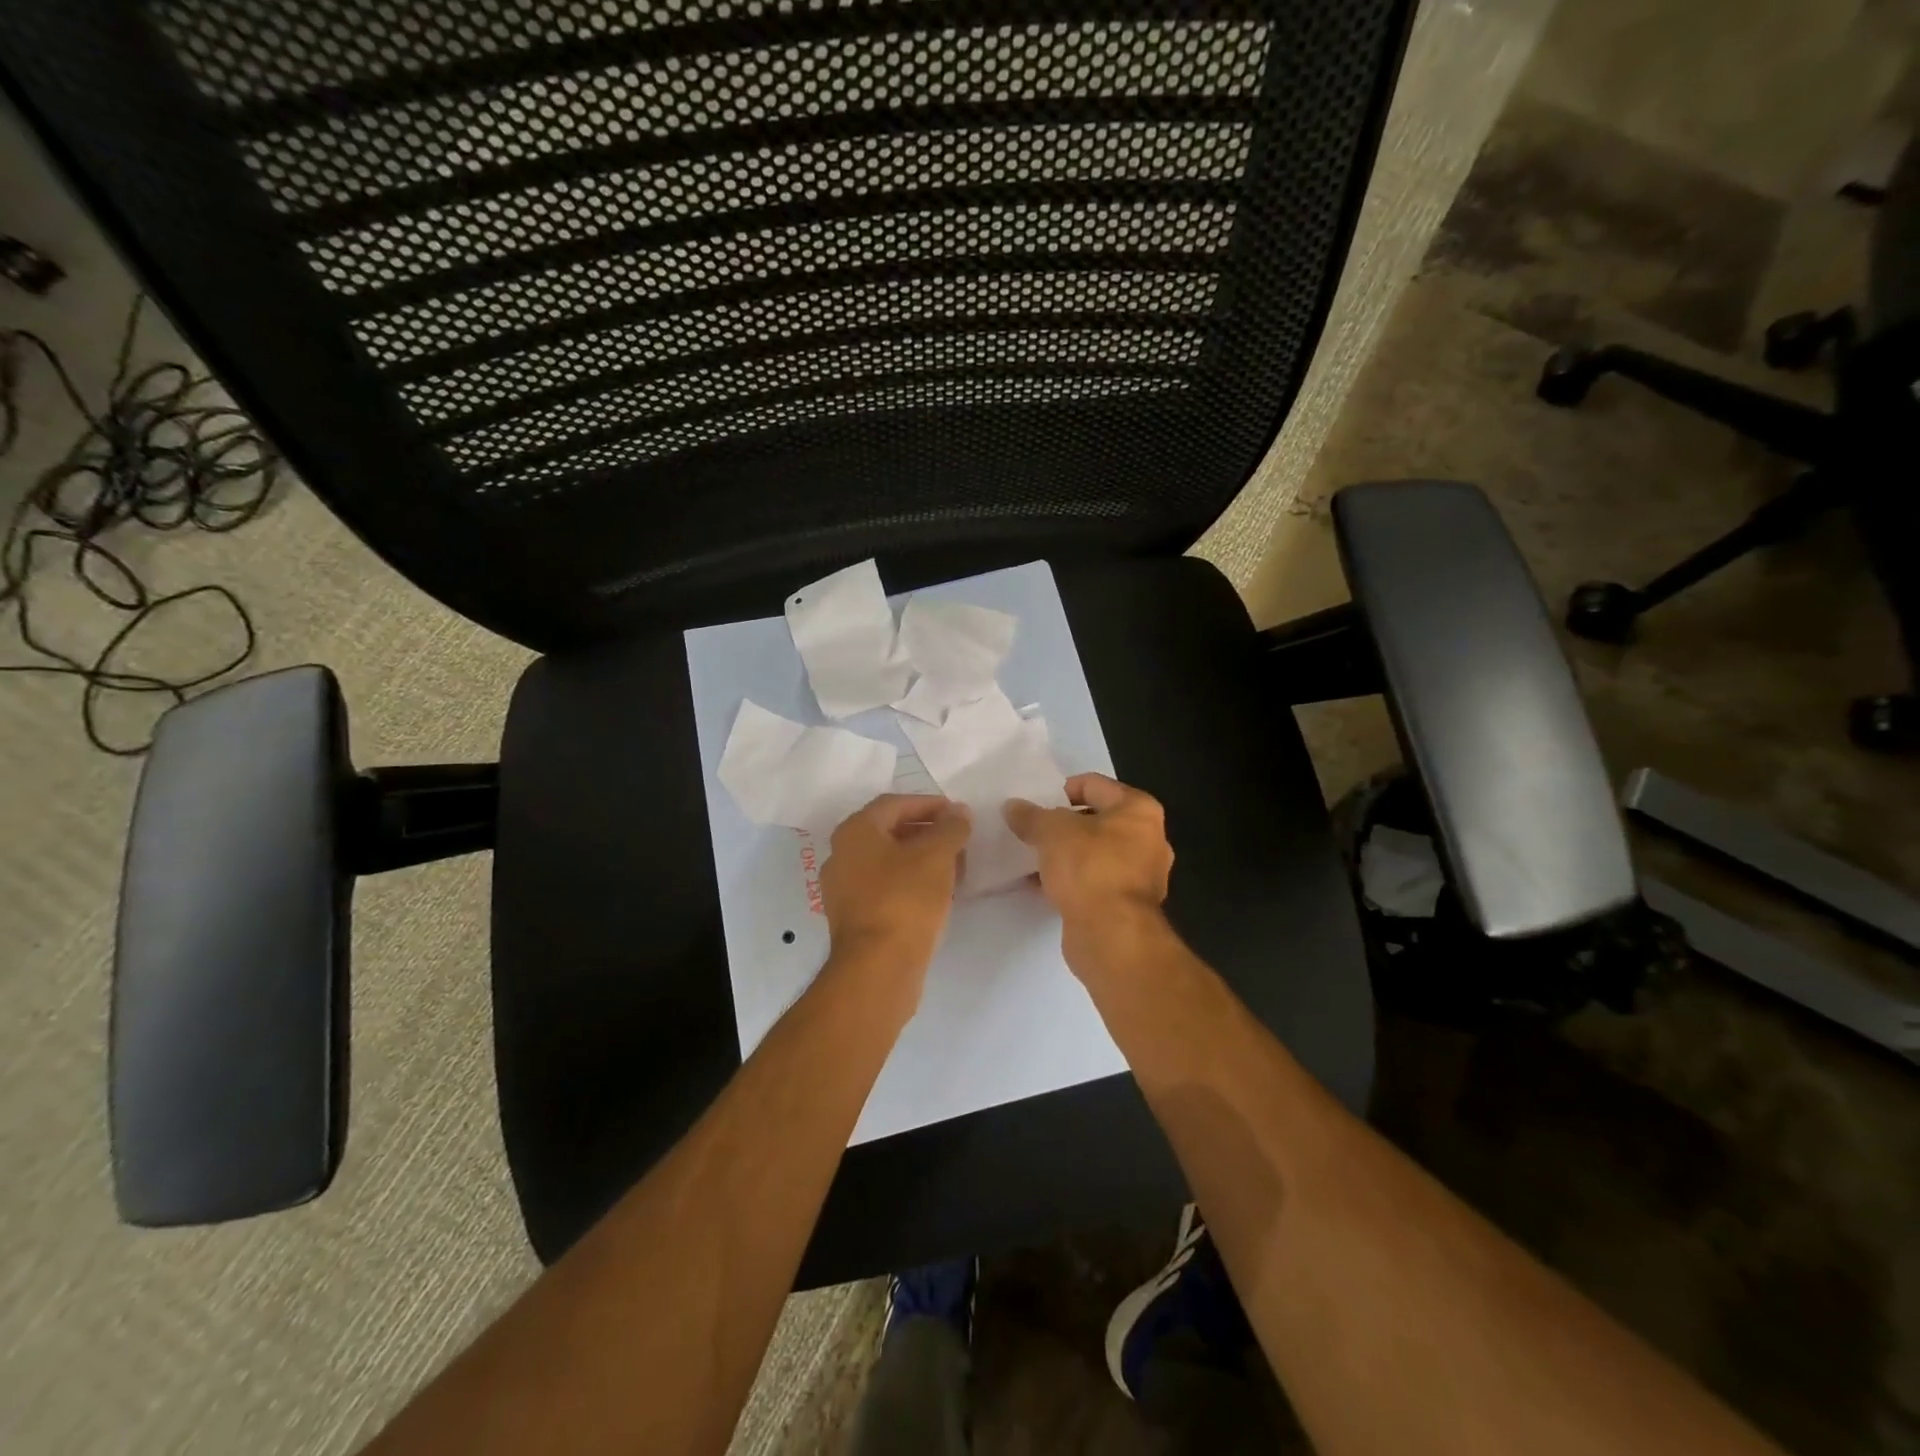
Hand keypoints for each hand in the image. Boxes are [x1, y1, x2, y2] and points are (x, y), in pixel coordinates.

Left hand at [820, 794, 971, 994]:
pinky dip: (910, 883)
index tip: (957, 813)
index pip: (895, 803)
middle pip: (889, 832)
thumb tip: (958, 812)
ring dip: (921, 859)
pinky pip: (885, 888)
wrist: (878, 968)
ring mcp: (843, 888)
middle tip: (958, 839)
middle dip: (927, 832)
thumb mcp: (937, 856)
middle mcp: (841, 854)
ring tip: (954, 867)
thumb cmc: (905, 900)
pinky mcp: (853, 918)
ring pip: (888, 862)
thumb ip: (951, 828)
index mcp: (855, 831)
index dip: (929, 804)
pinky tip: (937, 894)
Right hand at [1004, 774, 1173, 955]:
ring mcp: (1141, 875)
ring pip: (1094, 853)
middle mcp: (1148, 838)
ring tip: (1032, 857)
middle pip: (1096, 820)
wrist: (1112, 935)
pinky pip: (1094, 881)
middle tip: (1031, 830)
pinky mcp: (1128, 905)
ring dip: (1065, 854)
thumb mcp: (1051, 832)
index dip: (1061, 790)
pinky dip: (1071, 879)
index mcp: (1138, 810)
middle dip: (1062, 825)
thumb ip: (1030, 816)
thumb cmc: (1089, 867)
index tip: (1034, 804)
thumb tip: (1012, 807)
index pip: (1094, 785)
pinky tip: (1041, 885)